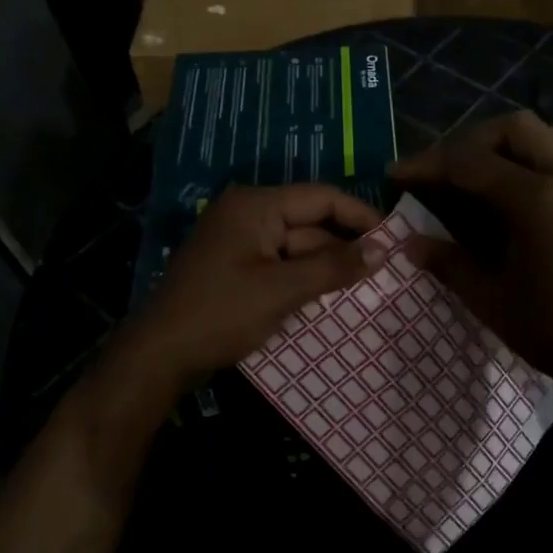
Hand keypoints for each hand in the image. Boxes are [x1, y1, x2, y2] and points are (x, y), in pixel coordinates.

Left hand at [118, 184, 382, 393]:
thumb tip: (382, 250)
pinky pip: (279, 263)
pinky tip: (327, 298)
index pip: (321, 197)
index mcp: (256, 205)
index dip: (360, 216)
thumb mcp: (282, 290)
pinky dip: (302, 278)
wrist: (159, 355)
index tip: (393, 238)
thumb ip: (333, 267)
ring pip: (296, 246)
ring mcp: (239, 241)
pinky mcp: (235, 266)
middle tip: (384, 272)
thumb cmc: (221, 313)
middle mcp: (247, 213)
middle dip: (343, 248)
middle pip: (309, 223)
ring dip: (324, 267)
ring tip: (364, 289)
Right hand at [390, 111, 552, 406]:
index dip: (428, 165)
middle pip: (512, 128)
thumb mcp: (493, 301)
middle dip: (468, 141)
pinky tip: (506, 199)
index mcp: (539, 200)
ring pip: (542, 136)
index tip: (396, 175)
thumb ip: (450, 263)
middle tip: (440, 173)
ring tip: (471, 179)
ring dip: (501, 145)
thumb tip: (409, 243)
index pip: (471, 163)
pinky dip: (525, 161)